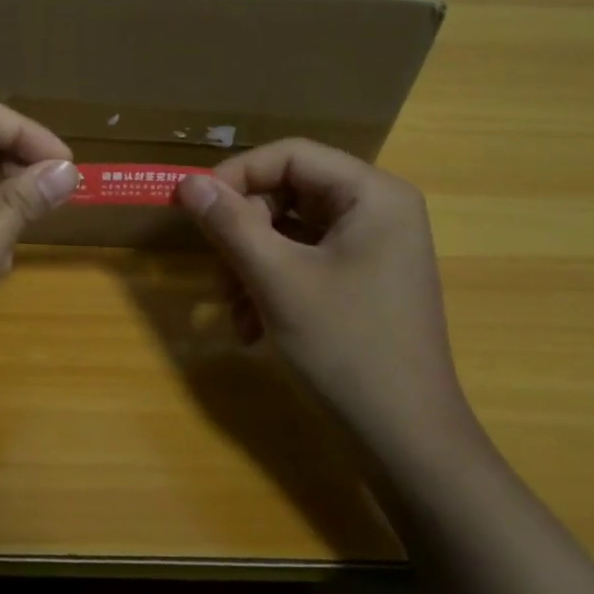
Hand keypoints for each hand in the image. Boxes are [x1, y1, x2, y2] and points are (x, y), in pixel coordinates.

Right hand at [175, 140, 478, 456]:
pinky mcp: (361, 281)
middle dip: (243, 233)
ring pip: (289, 232)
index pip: (290, 155)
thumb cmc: (346, 347)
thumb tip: (187, 183)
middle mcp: (377, 211)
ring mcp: (371, 248)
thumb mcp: (277, 280)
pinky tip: (251, 328)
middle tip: (216, 270)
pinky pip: (303, 262)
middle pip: (288, 194)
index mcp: (372, 195)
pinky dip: (271, 286)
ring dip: (250, 265)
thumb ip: (230, 224)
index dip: (237, 175)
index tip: (194, 207)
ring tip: (231, 311)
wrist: (405, 437)